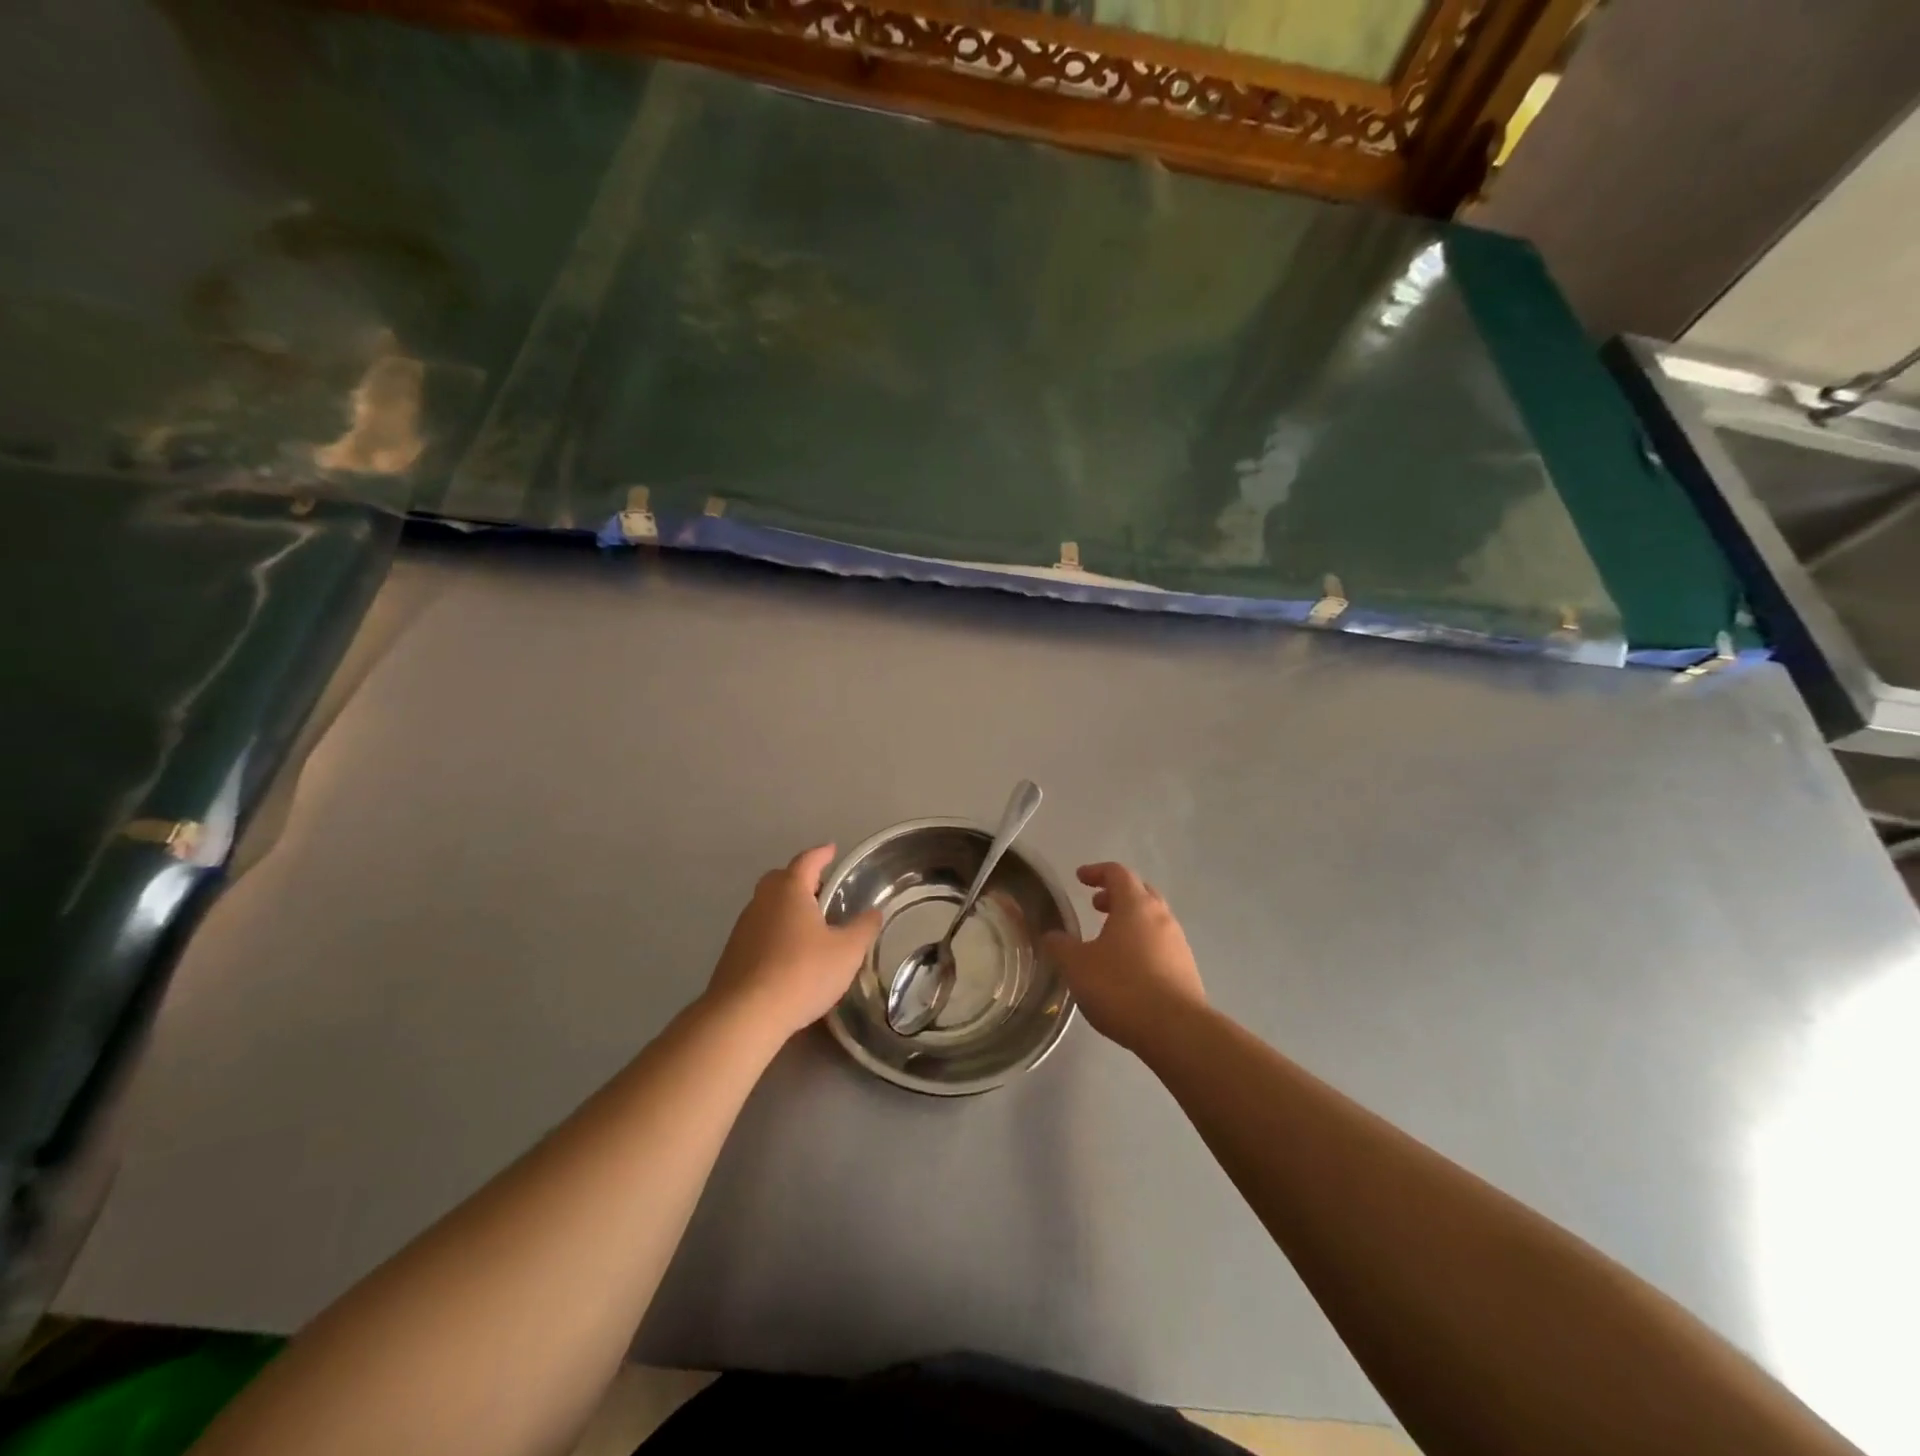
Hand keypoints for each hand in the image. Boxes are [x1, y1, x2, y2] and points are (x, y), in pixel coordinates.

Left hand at [705, 845, 881, 1042]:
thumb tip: (874, 912)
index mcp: (789, 890)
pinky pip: (759, 930)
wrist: (744, 1015)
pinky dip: (775, 932)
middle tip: (822, 890)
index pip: (807, 861)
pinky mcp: (732, 954)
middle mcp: (762, 901)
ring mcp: (743, 927)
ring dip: (787, 907)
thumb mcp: (847, 952)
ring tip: (809, 925)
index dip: (821, 854)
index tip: (832, 849)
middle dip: (801, 879)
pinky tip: (789, 954)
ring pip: (767, 905)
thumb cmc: (802, 973)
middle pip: (781, 879)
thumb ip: (863, 928)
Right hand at [1041, 863, 1205, 1055]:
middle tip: (1096, 906)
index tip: (1080, 878)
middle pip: (1140, 892)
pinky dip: (1142, 945)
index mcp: (1135, 905)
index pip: (1117, 873)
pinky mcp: (1187, 970)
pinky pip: (1161, 945)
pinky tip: (1128, 969)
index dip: (1096, 872)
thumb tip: (1051, 936)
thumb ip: (1061, 946)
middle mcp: (1161, 916)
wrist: (1176, 1030)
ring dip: (1130, 921)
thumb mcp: (1077, 966)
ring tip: (1108, 941)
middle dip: (1116, 895)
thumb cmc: (1121, 988)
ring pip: (1153, 920)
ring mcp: (1178, 943)